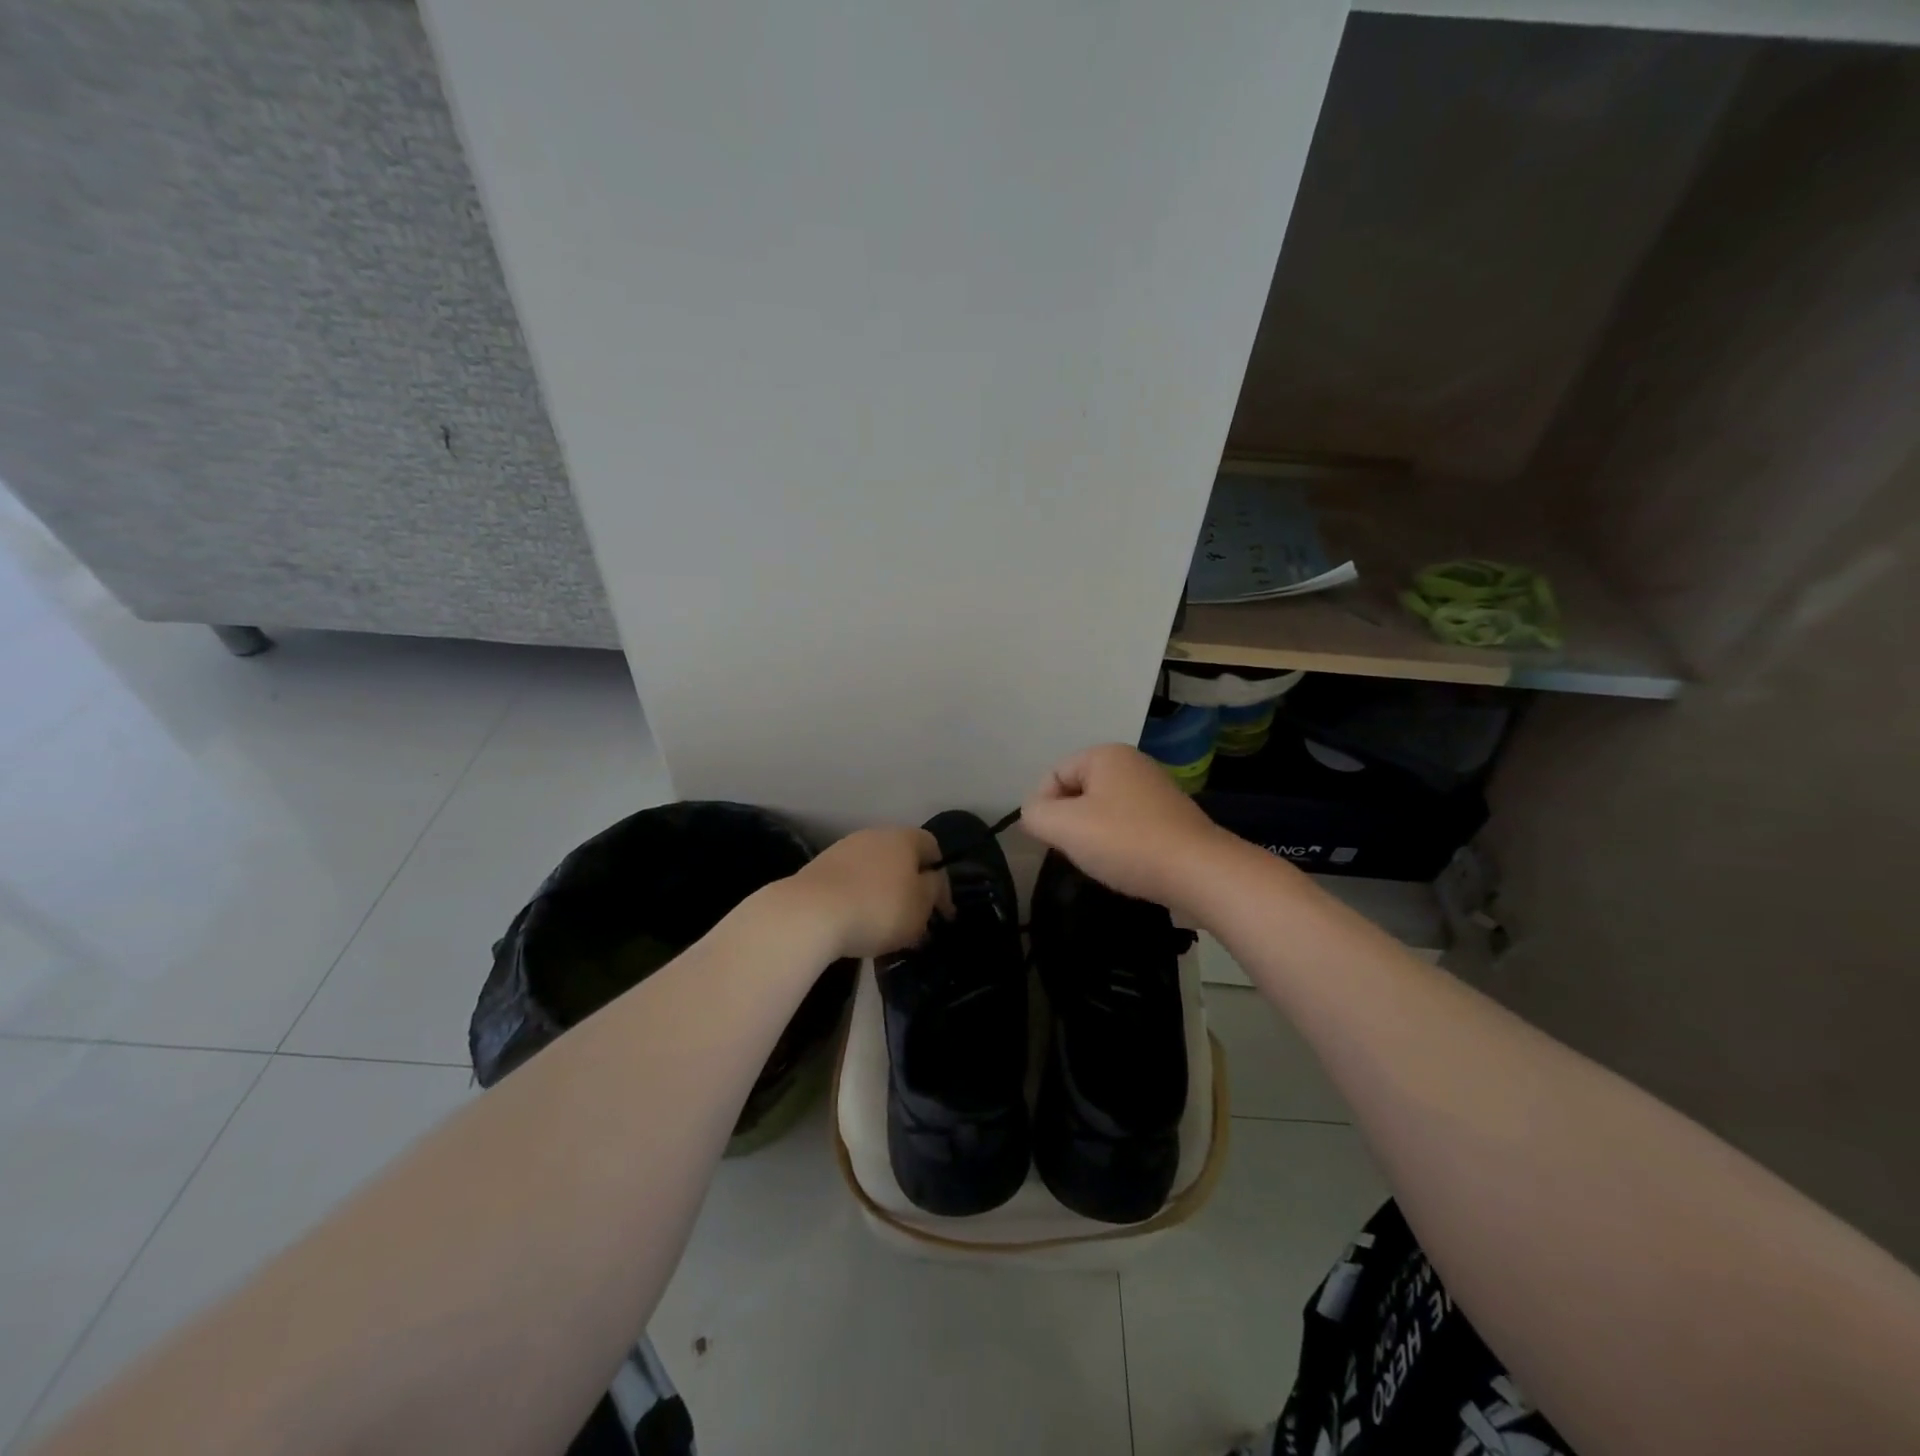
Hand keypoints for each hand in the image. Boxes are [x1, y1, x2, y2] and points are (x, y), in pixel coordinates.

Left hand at [789, 826, 945, 959]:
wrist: (809, 913)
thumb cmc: (877, 908)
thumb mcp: (920, 906)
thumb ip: (934, 891)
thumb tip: (932, 881)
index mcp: (903, 838)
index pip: (932, 848)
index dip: (941, 879)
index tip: (942, 911)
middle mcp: (874, 835)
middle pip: (901, 859)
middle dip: (910, 889)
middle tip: (915, 922)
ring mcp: (843, 850)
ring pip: (874, 871)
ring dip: (883, 894)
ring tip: (884, 929)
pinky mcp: (819, 869)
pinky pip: (850, 883)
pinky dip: (858, 900)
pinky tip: (856, 925)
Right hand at [1020, 743, 1236, 913]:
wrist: (1199, 873)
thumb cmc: (1126, 842)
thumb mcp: (1064, 827)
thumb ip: (1035, 815)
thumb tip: (1035, 813)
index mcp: (1106, 755)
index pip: (1053, 775)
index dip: (1043, 808)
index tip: (1052, 840)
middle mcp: (1132, 764)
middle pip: (1078, 792)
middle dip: (1070, 822)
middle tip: (1077, 851)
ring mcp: (1156, 790)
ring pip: (1103, 811)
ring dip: (1094, 836)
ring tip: (1103, 861)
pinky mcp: (1172, 818)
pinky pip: (1129, 826)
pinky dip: (1121, 844)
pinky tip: (1127, 865)